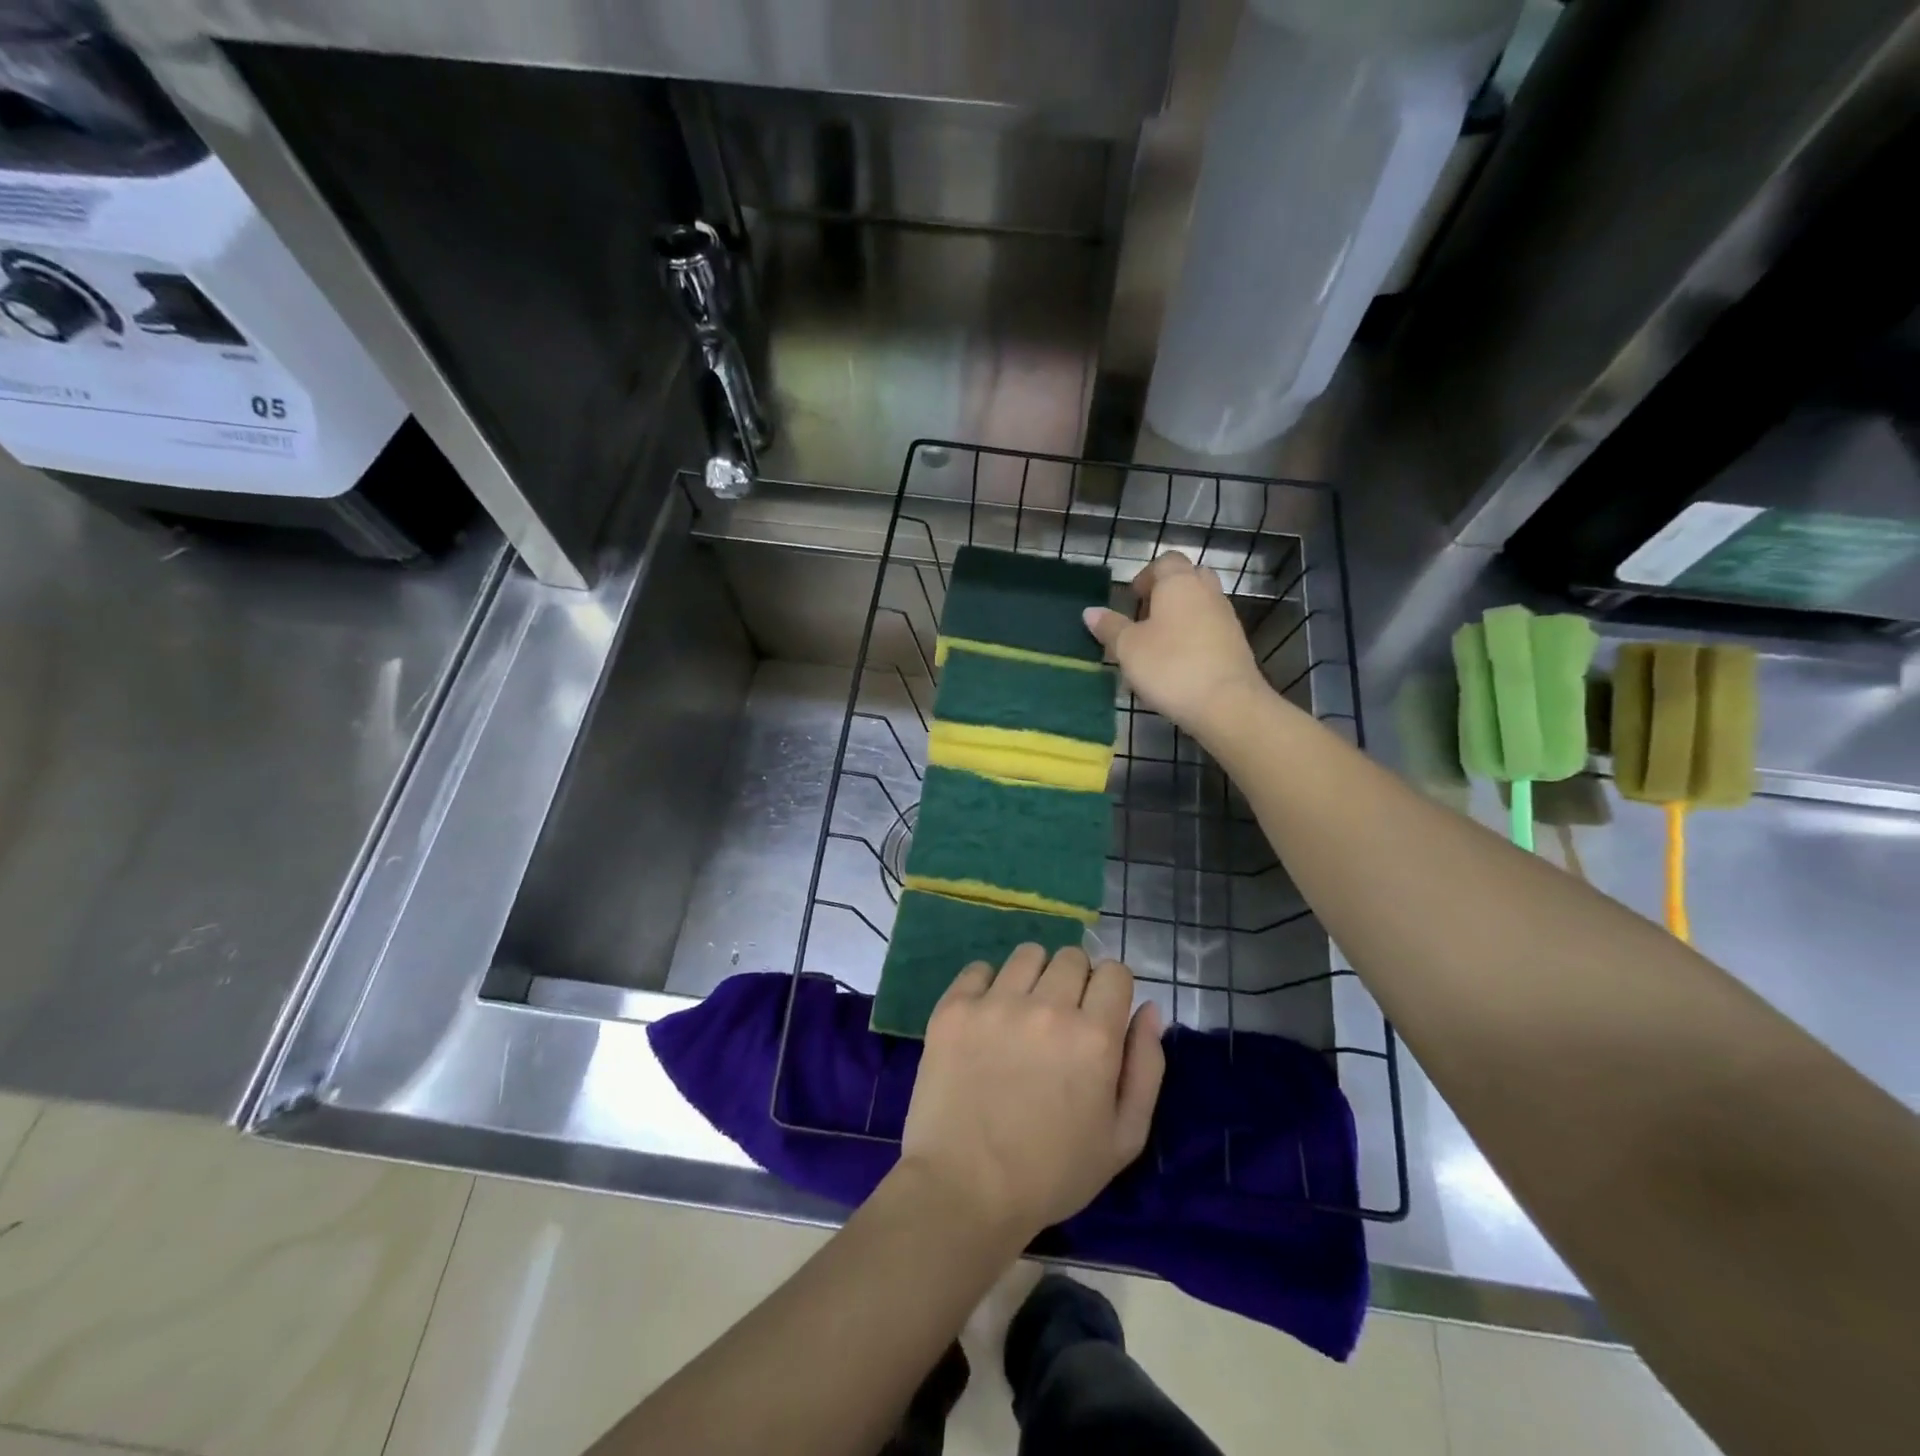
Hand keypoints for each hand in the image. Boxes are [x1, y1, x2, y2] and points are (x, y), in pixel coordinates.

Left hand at [900, 944, 1164, 1240]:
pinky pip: (979, 968)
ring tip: (1023, 1015)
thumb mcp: (1123, 1138)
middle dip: (1075, 982)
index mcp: (1095, 1036)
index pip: (1115, 972)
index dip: (1111, 991)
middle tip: (1060, 1021)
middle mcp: (1047, 1007)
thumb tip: (1148, 1009)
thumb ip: (1146, 1067)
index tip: (1099, 1015)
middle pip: (1073, 957)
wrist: (964, 1189)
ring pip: (1028, 955)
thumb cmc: (1052, 1173)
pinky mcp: (954, 1008)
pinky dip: (987, 986)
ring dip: (1034, 977)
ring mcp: (996, 1003)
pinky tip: (986, 1020)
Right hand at [1084, 552, 1269, 740]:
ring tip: (1157, 646)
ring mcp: (1226, 618)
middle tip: (1144, 619)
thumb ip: (1110, 627)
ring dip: (1179, 617)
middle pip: (1187, 579)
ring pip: (1200, 605)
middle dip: (1165, 593)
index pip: (1165, 561)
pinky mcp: (1236, 644)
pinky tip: (1178, 665)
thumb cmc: (1170, 666)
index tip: (1131, 600)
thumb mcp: (1128, 648)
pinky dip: (1194, 638)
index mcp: (1179, 583)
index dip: (1146, 576)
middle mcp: (1207, 592)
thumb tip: (1090, 611)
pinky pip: (1210, 629)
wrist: (1227, 703)